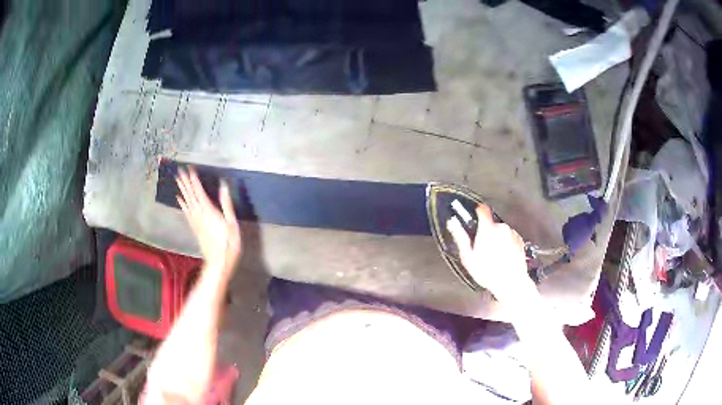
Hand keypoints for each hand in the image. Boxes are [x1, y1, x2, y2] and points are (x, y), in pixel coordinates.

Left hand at [176, 167, 241, 275]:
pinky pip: (186, 211)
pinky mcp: (194, 227)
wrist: (218, 263)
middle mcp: (199, 214)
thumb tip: (223, 185)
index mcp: (208, 211)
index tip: (190, 168)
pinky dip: (182, 203)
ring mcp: (195, 221)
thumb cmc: (228, 244)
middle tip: (179, 170)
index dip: (194, 179)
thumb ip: (226, 204)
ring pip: (186, 201)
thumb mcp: (232, 223)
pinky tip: (179, 199)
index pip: (198, 191)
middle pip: (190, 194)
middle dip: (185, 182)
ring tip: (177, 180)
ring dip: (182, 189)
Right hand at [447, 204, 535, 302]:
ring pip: (501, 231)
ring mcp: (512, 233)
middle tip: (482, 248)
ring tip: (494, 256)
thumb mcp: (468, 257)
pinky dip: (506, 244)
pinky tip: (503, 257)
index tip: (474, 217)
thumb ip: (460, 237)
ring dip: (497, 239)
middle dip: (487, 232)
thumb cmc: (488, 272)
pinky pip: (510, 237)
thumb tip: (452, 223)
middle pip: (491, 223)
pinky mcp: (519, 240)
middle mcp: (501, 228)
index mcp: (487, 229)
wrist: (511, 282)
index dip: (477, 211)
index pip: (482, 209)